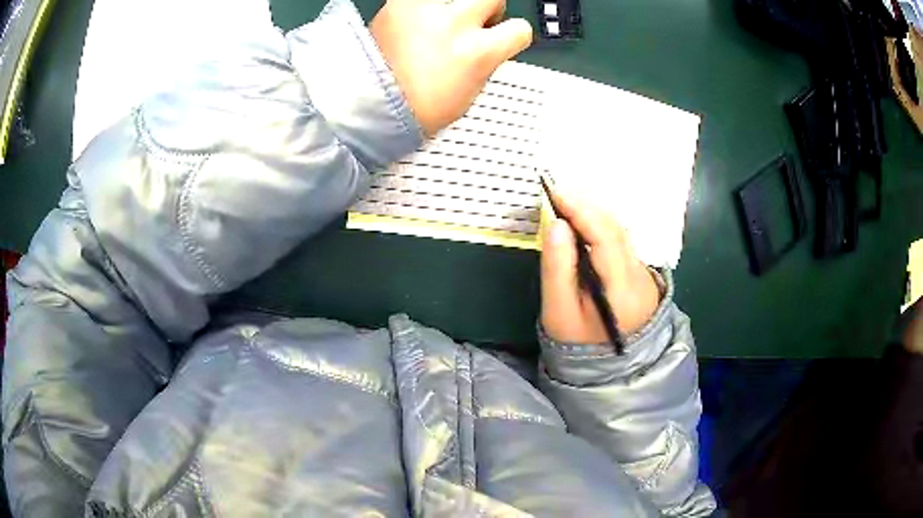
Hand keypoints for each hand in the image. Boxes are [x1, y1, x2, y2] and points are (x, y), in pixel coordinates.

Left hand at [370, 0, 531, 135]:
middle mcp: (454, 24)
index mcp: (477, 53)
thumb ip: (485, 61)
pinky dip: (425, 7)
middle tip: (474, 23)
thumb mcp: (469, 93)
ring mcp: (425, 11)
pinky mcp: (398, 4)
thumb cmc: (416, 109)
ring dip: (458, 4)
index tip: (502, 39)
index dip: (512, 37)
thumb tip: (490, 47)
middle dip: (489, 10)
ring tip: (444, 19)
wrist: (369, 105)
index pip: (519, 29)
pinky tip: (419, 21)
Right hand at [541, 186, 660, 344]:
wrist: (610, 369)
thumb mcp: (560, 312)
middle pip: (617, 230)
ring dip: (595, 215)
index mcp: (622, 289)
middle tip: (558, 193)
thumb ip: (557, 268)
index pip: (606, 238)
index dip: (582, 211)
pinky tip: (585, 224)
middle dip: (588, 207)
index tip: (556, 191)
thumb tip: (555, 224)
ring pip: (621, 234)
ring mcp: (644, 274)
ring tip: (568, 203)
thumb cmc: (579, 344)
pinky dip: (601, 227)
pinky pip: (621, 242)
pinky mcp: (641, 274)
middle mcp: (640, 276)